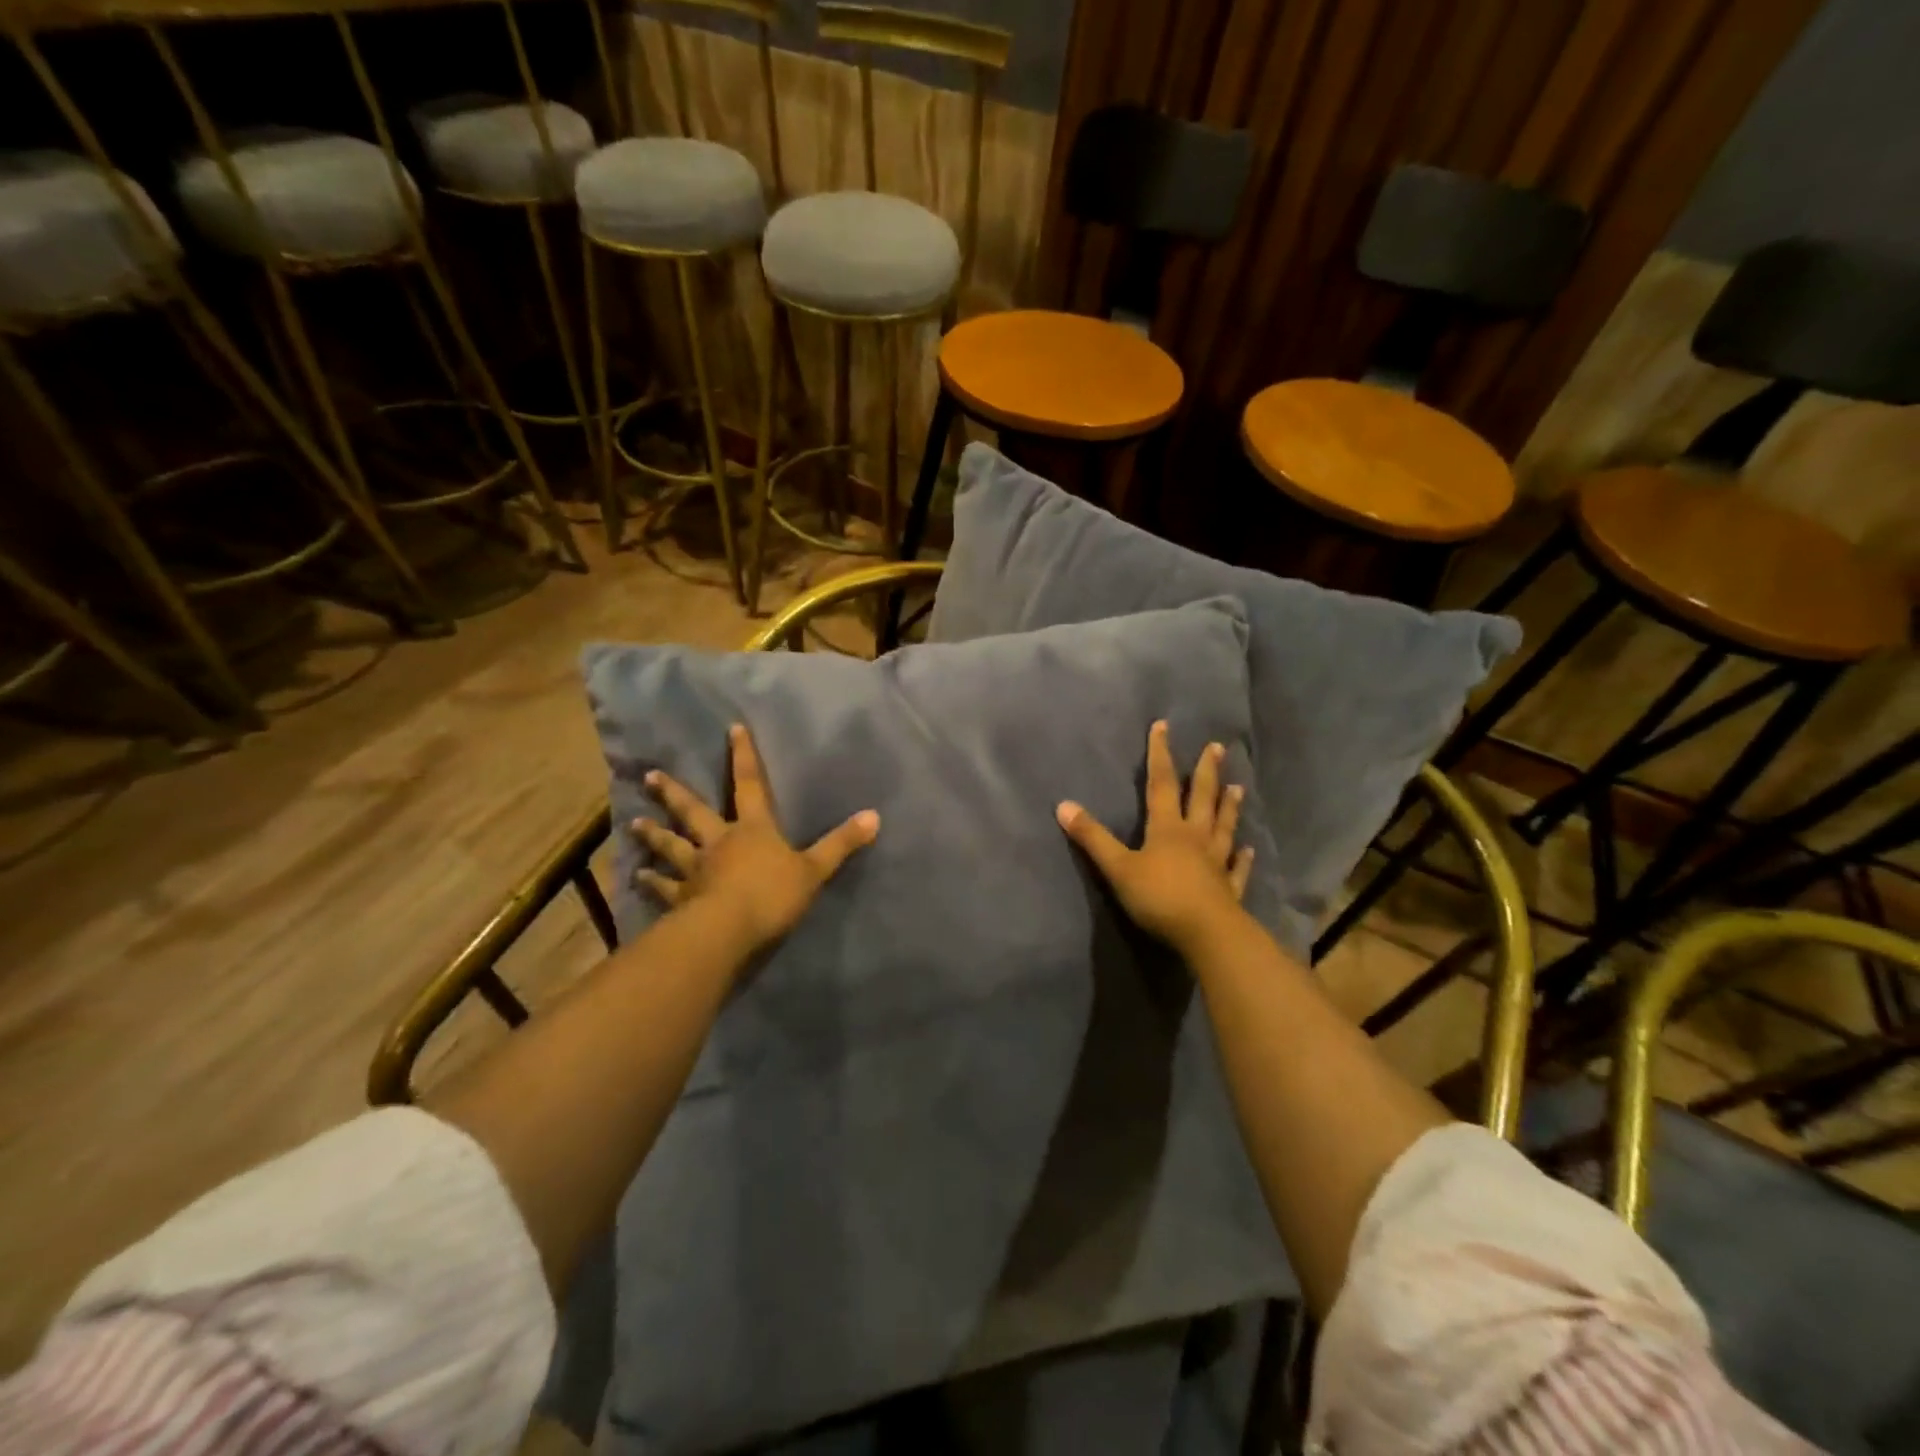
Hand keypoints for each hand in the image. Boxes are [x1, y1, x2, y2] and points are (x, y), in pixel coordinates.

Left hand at [634, 723, 878, 952]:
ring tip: (633, 825)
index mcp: (753, 830)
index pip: (749, 785)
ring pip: (671, 847)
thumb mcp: (815, 869)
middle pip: (693, 812)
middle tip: (650, 777)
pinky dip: (651, 883)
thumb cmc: (773, 894)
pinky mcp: (681, 899)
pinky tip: (636, 879)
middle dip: (674, 794)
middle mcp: (719, 842)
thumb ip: (841, 844)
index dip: (743, 757)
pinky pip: (664, 888)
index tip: (731, 729)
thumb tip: (874, 816)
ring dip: (653, 835)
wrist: (729, 931)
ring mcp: (696, 870)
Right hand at [1057, 720, 1254, 954]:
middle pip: (1201, 798)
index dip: (1160, 754)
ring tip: (1238, 787)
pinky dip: (1241, 858)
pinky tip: (1247, 849)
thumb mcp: (1118, 867)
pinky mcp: (1228, 889)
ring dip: (1228, 807)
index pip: (1161, 783)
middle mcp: (1195, 838)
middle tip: (1217, 747)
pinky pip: (1236, 868)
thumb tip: (1063, 805)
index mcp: (1167, 828)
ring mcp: (1215, 863)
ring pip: (1222, 827)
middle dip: (1205, 772)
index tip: (1163, 726)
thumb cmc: (1160, 897)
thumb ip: (1093, 838)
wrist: (1207, 934)